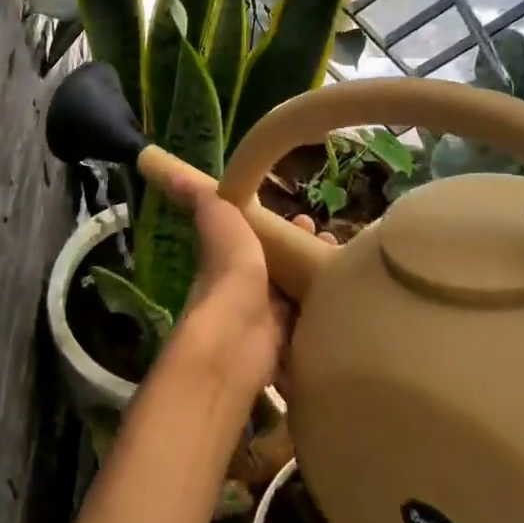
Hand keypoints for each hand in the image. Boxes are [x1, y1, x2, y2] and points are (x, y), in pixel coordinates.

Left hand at [159, 170, 330, 398]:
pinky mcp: (290, 348)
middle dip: (308, 254)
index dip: (283, 229)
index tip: (308, 218)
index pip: (260, 241)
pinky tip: (349, 304)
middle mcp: (249, 292)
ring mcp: (269, 323)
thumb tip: (173, 174)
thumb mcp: (220, 224)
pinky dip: (329, 315)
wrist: (238, 338)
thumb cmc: (229, 275)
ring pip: (300, 298)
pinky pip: (312, 327)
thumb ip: (205, 202)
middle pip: (284, 270)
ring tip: (349, 270)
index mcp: (233, 262)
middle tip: (333, 242)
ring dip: (321, 282)